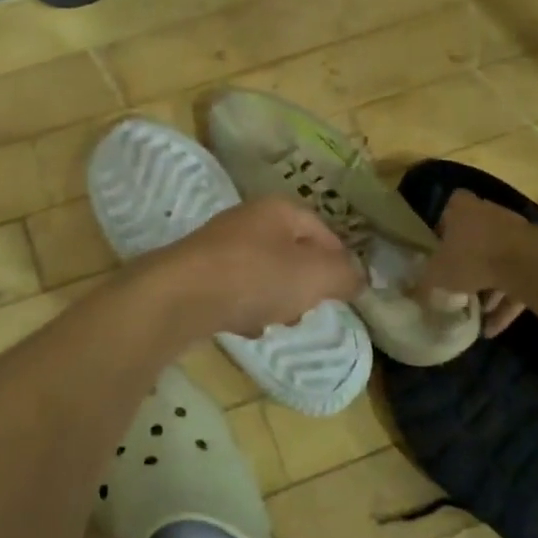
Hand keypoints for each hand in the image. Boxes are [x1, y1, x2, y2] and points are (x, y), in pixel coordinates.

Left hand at [150, 196, 364, 338]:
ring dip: (275, 298)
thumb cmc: (255, 277)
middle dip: (305, 283)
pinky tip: (246, 327)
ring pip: (264, 273)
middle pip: (292, 252)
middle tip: (308, 307)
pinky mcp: (198, 274)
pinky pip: (235, 291)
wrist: (179, 297)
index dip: (339, 260)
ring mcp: (219, 247)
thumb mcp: (315, 276)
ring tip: (276, 321)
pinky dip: (245, 308)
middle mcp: (247, 220)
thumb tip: (358, 278)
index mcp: (278, 209)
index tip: (346, 291)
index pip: (322, 230)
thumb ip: (344, 275)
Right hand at [416, 191, 531, 336]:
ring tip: (478, 314)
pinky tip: (494, 328)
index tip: (439, 248)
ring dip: (489, 287)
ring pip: (498, 261)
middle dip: (468, 261)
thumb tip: (414, 293)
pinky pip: (517, 280)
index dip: (444, 227)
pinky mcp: (537, 257)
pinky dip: (506, 302)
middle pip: (476, 236)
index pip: (450, 208)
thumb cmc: (471, 258)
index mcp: (463, 209)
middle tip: (457, 284)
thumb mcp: (436, 274)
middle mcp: (490, 214)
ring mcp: (516, 234)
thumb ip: (424, 283)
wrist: (525, 264)